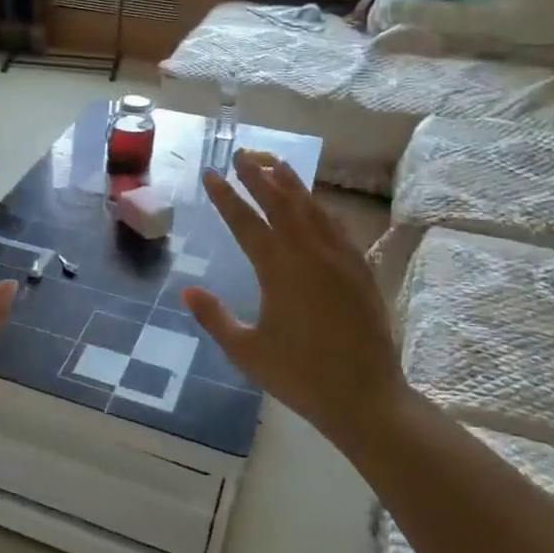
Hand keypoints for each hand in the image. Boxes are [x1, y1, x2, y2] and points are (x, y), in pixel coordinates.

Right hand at [181, 151, 416, 447]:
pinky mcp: (361, 271)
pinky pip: (338, 228)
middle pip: (281, 203)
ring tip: (275, 164)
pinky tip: (316, 205)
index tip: (211, 174)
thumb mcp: (245, 351)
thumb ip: (214, 318)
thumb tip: (187, 291)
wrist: (366, 397)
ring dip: (292, 184)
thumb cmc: (299, 376)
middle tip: (241, 154)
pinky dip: (321, 210)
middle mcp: (310, 255)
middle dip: (258, 176)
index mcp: (278, 270)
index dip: (226, 197)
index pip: (246, 222)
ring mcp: (340, 260)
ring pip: (313, 209)